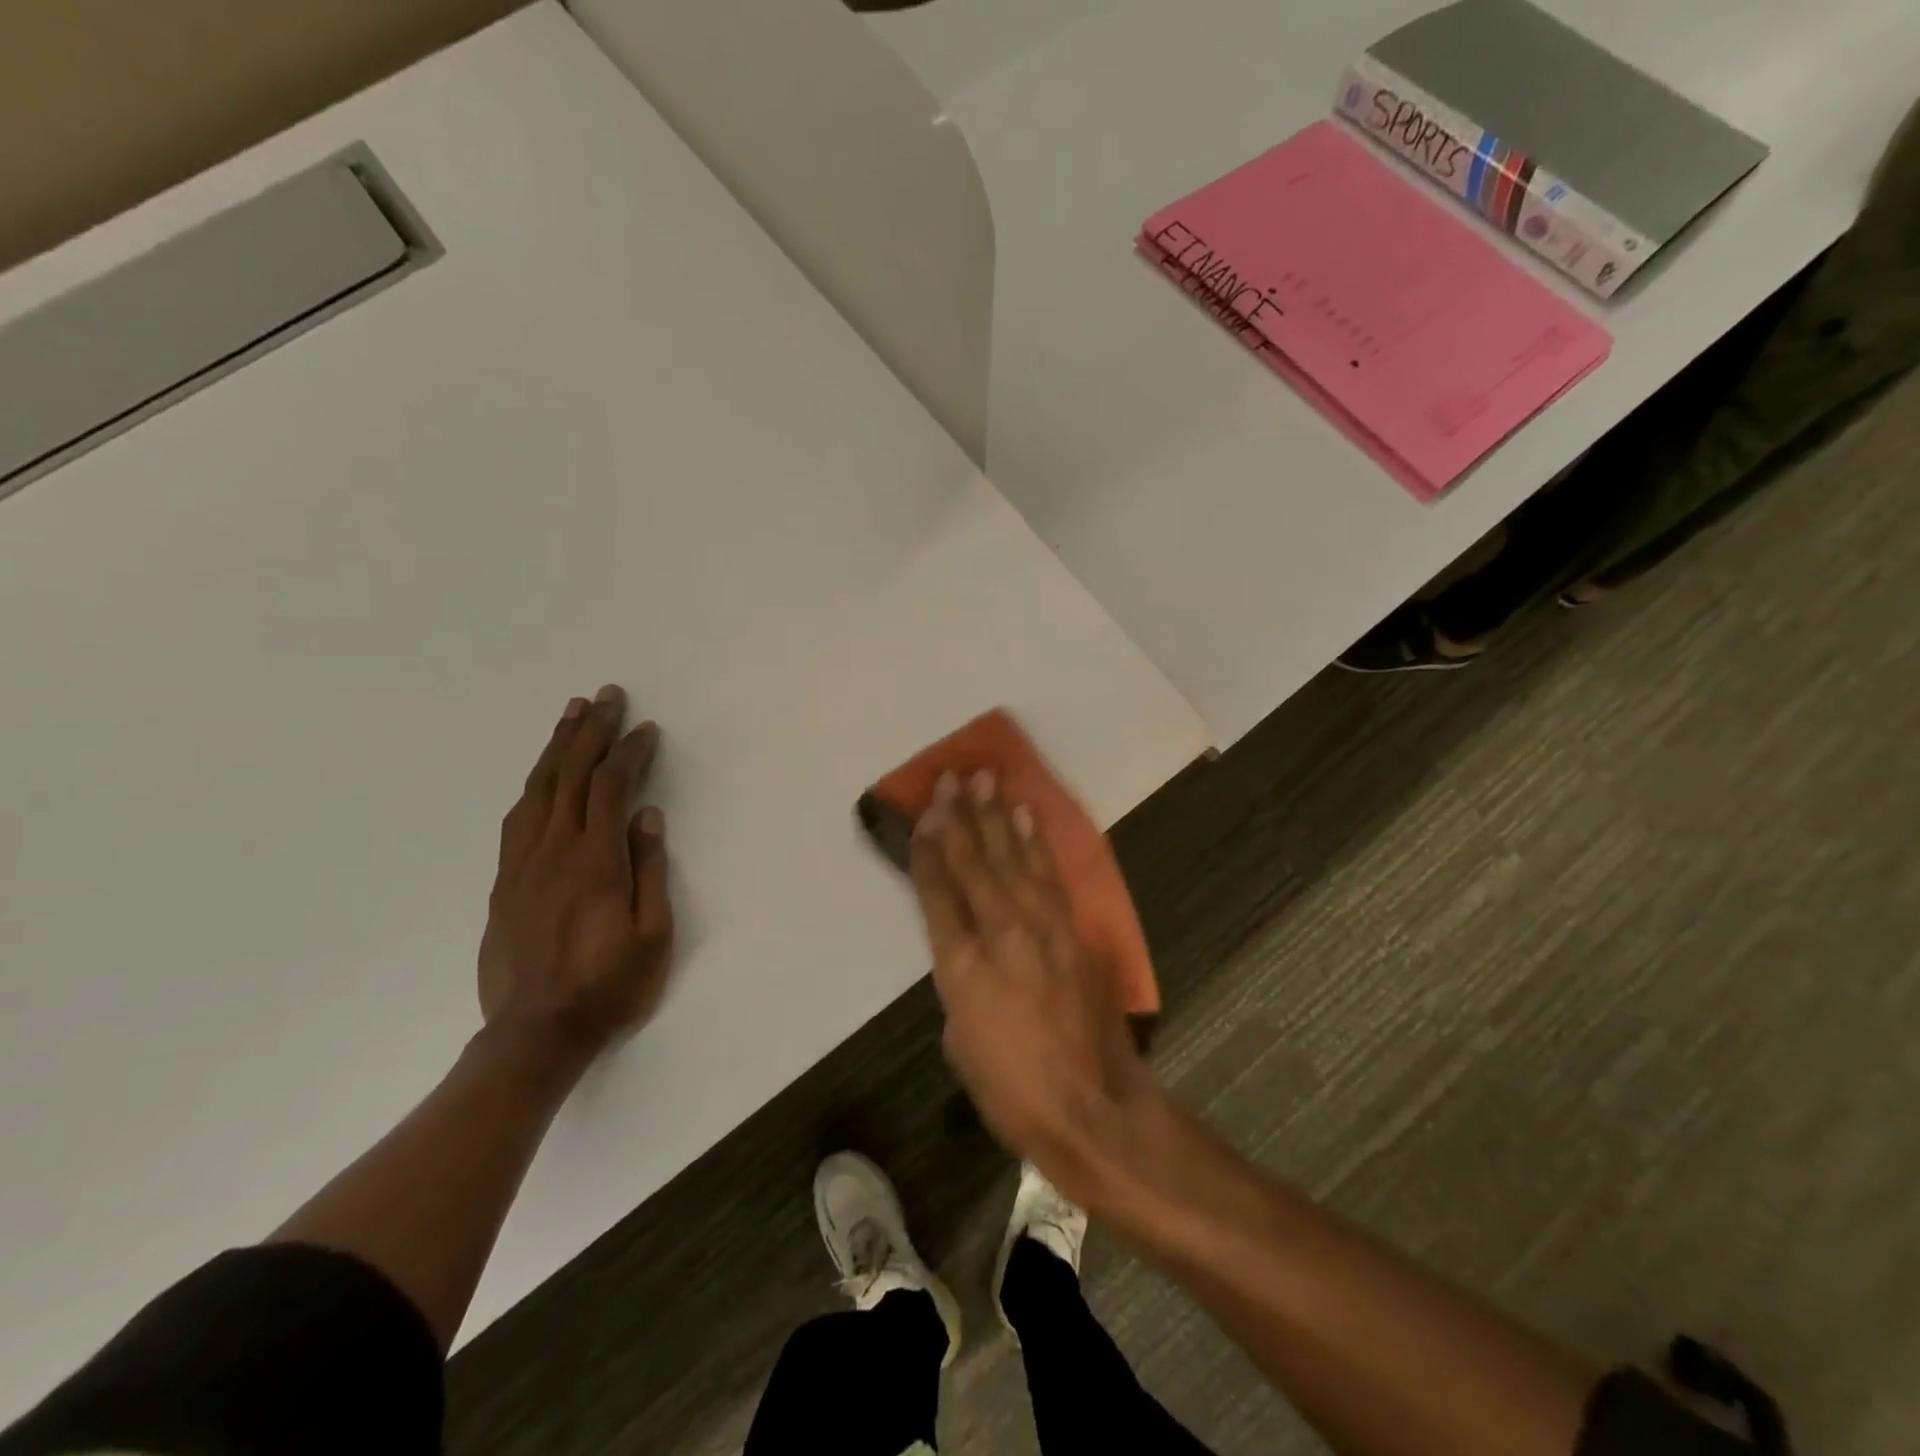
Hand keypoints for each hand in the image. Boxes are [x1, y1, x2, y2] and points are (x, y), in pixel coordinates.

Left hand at [478, 684, 673, 1074]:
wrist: (535, 1035)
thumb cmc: (609, 986)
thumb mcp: (652, 935)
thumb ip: (650, 871)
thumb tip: (648, 817)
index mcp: (595, 863)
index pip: (610, 789)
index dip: (629, 753)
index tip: (646, 729)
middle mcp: (553, 853)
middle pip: (570, 777)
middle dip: (590, 732)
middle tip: (606, 697)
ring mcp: (522, 866)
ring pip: (538, 791)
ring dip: (556, 748)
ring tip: (571, 715)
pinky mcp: (504, 883)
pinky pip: (517, 819)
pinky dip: (534, 786)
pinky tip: (542, 775)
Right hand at [910, 771, 1161, 1207]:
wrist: (1093, 1107)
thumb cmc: (1013, 1091)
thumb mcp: (961, 1043)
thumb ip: (961, 986)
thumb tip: (970, 954)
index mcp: (959, 965)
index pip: (937, 890)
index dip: (929, 847)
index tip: (925, 812)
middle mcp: (999, 932)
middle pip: (973, 862)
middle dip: (959, 816)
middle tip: (952, 777)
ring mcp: (1041, 927)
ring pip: (1012, 858)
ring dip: (997, 816)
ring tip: (986, 779)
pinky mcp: (1073, 931)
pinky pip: (1048, 876)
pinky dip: (1035, 843)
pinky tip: (1026, 817)